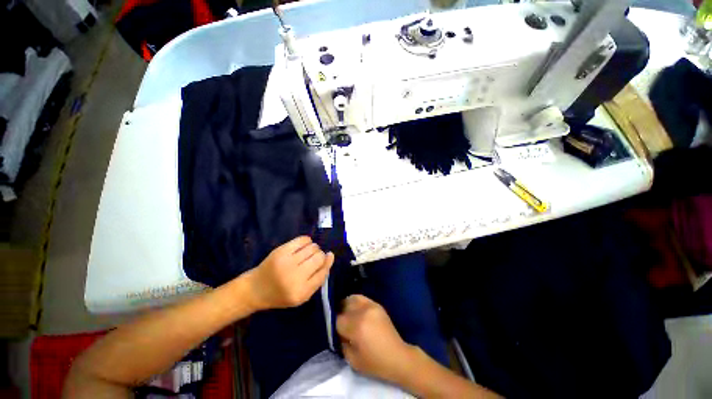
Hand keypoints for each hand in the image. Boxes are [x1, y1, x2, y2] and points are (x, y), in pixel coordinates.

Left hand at [245, 236, 333, 310]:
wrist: (255, 289)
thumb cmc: (281, 294)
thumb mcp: (302, 295)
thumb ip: (318, 278)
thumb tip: (330, 256)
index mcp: (301, 292)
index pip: (323, 272)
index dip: (327, 264)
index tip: (327, 258)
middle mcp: (295, 277)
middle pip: (319, 258)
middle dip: (320, 256)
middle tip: (312, 260)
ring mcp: (287, 262)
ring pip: (313, 247)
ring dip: (314, 249)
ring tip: (306, 254)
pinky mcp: (281, 251)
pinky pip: (303, 240)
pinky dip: (307, 241)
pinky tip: (303, 246)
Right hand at [337, 295, 416, 383]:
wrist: (397, 356)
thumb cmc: (374, 363)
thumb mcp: (352, 359)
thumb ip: (341, 343)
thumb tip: (337, 331)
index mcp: (357, 326)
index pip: (337, 320)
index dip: (334, 326)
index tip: (335, 332)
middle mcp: (363, 312)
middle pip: (343, 306)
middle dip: (339, 314)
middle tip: (340, 323)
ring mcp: (371, 305)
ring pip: (351, 298)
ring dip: (346, 306)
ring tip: (346, 315)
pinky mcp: (376, 304)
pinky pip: (361, 298)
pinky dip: (355, 303)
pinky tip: (355, 311)